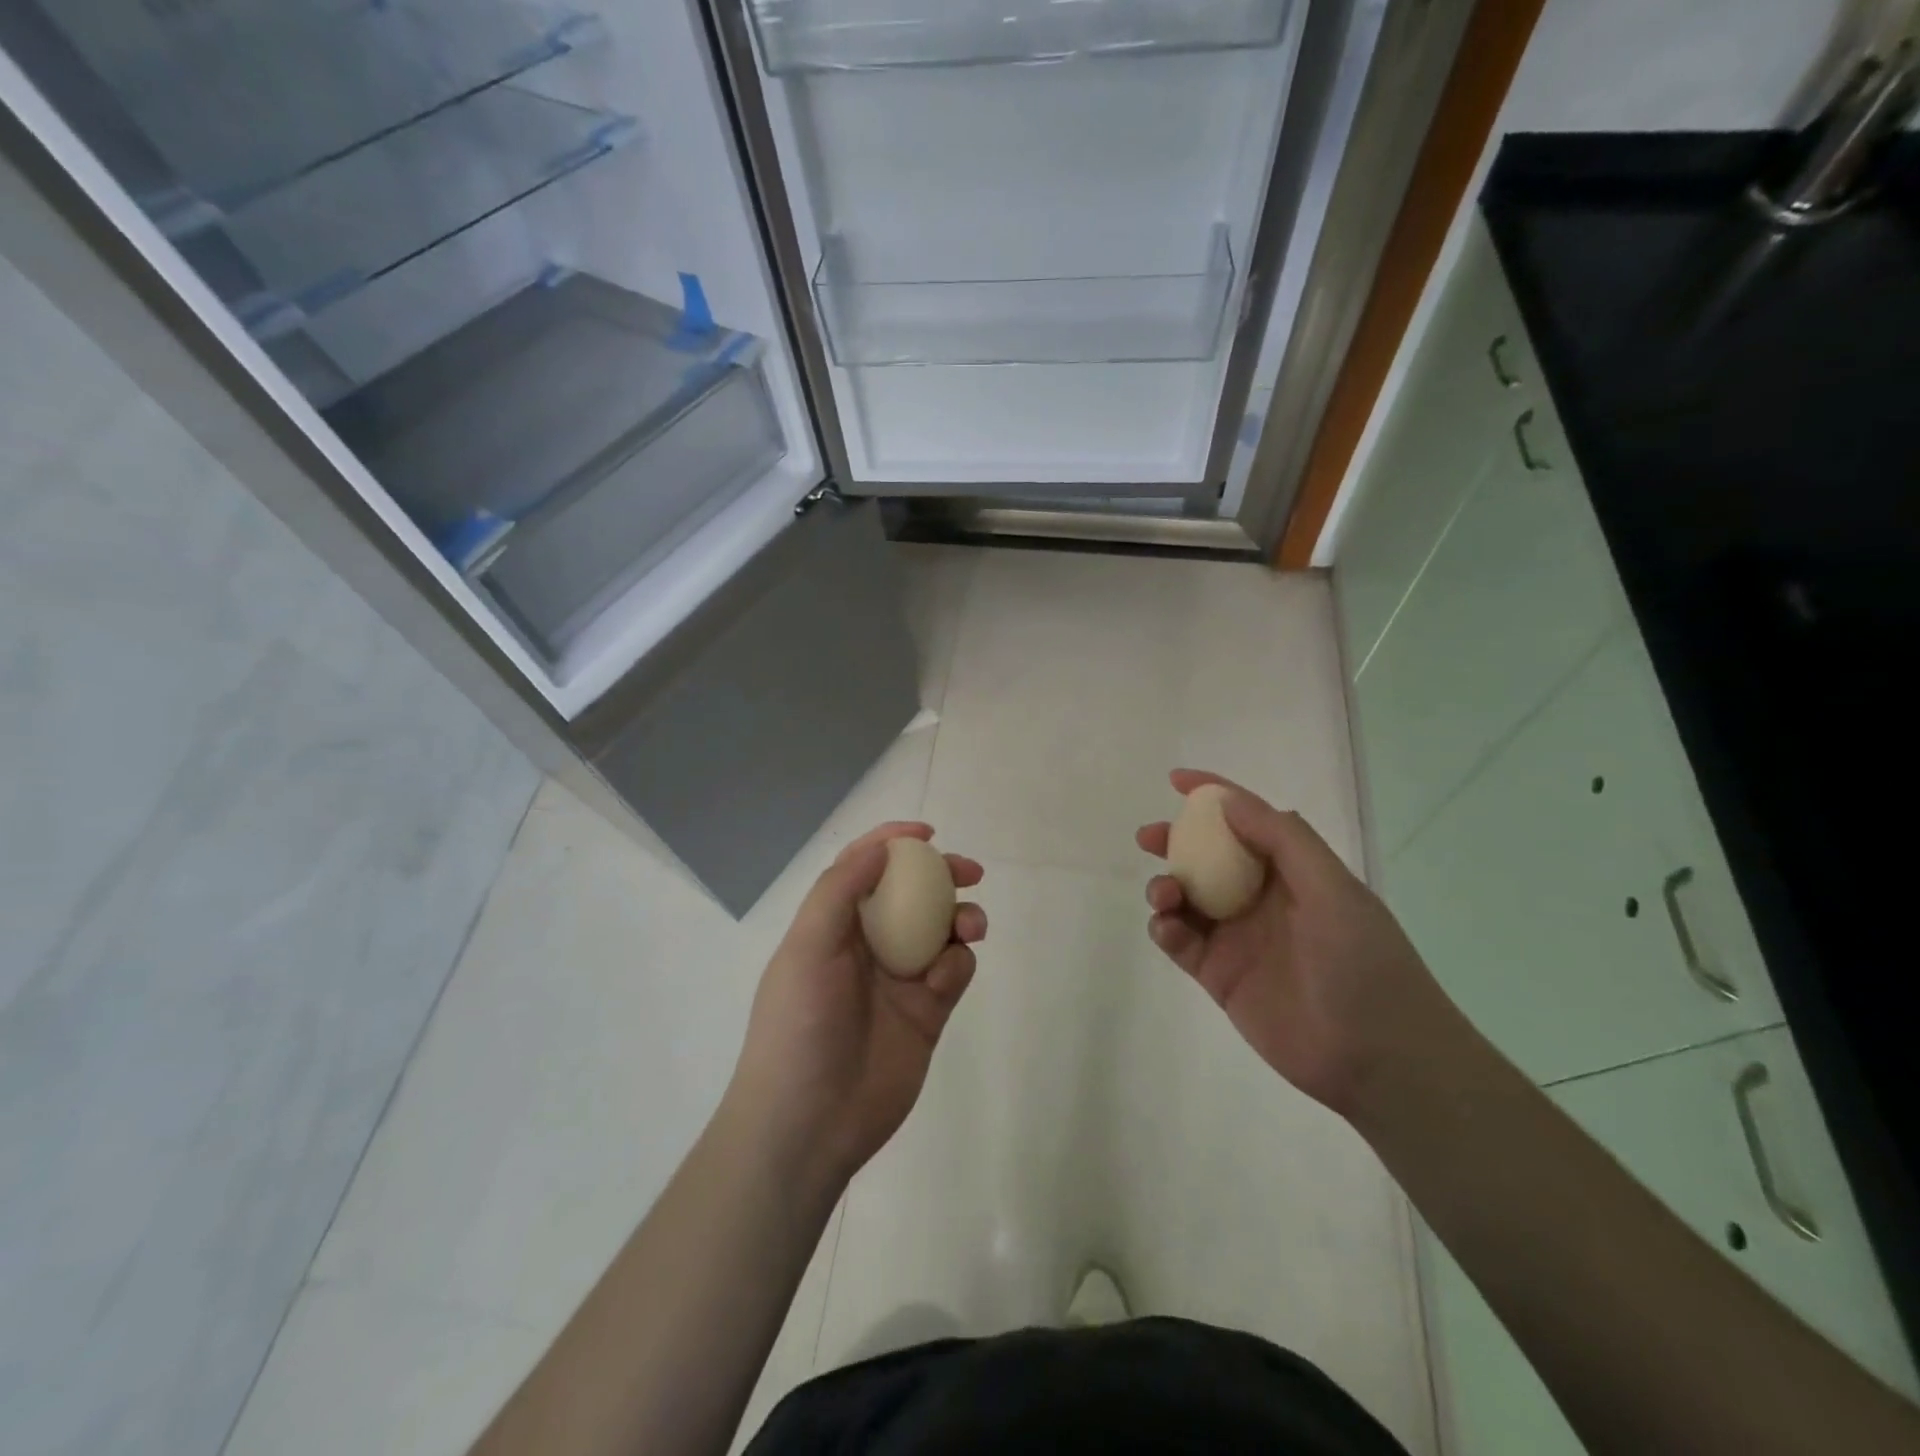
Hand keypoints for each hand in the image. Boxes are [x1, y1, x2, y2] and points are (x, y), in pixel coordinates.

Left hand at [726, 823, 986, 1191]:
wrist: (809, 1125)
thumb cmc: (800, 1026)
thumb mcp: (807, 948)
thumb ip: (841, 890)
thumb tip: (880, 846)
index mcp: (833, 926)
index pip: (864, 869)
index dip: (893, 843)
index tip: (928, 834)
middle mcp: (868, 946)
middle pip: (913, 895)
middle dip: (942, 877)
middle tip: (970, 873)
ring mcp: (900, 980)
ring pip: (942, 931)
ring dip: (961, 919)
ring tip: (970, 927)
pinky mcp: (928, 1014)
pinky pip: (953, 972)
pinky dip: (956, 966)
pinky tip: (942, 983)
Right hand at [1137, 770, 1456, 1116]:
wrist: (1378, 1057)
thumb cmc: (1363, 962)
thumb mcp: (1332, 888)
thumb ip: (1282, 839)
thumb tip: (1228, 801)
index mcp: (1292, 872)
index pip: (1248, 821)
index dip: (1213, 795)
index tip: (1176, 780)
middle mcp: (1261, 898)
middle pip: (1207, 857)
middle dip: (1176, 841)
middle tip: (1150, 838)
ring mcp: (1237, 938)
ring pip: (1187, 898)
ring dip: (1166, 886)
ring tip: (1165, 894)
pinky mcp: (1219, 975)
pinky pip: (1180, 942)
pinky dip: (1166, 929)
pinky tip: (1169, 929)